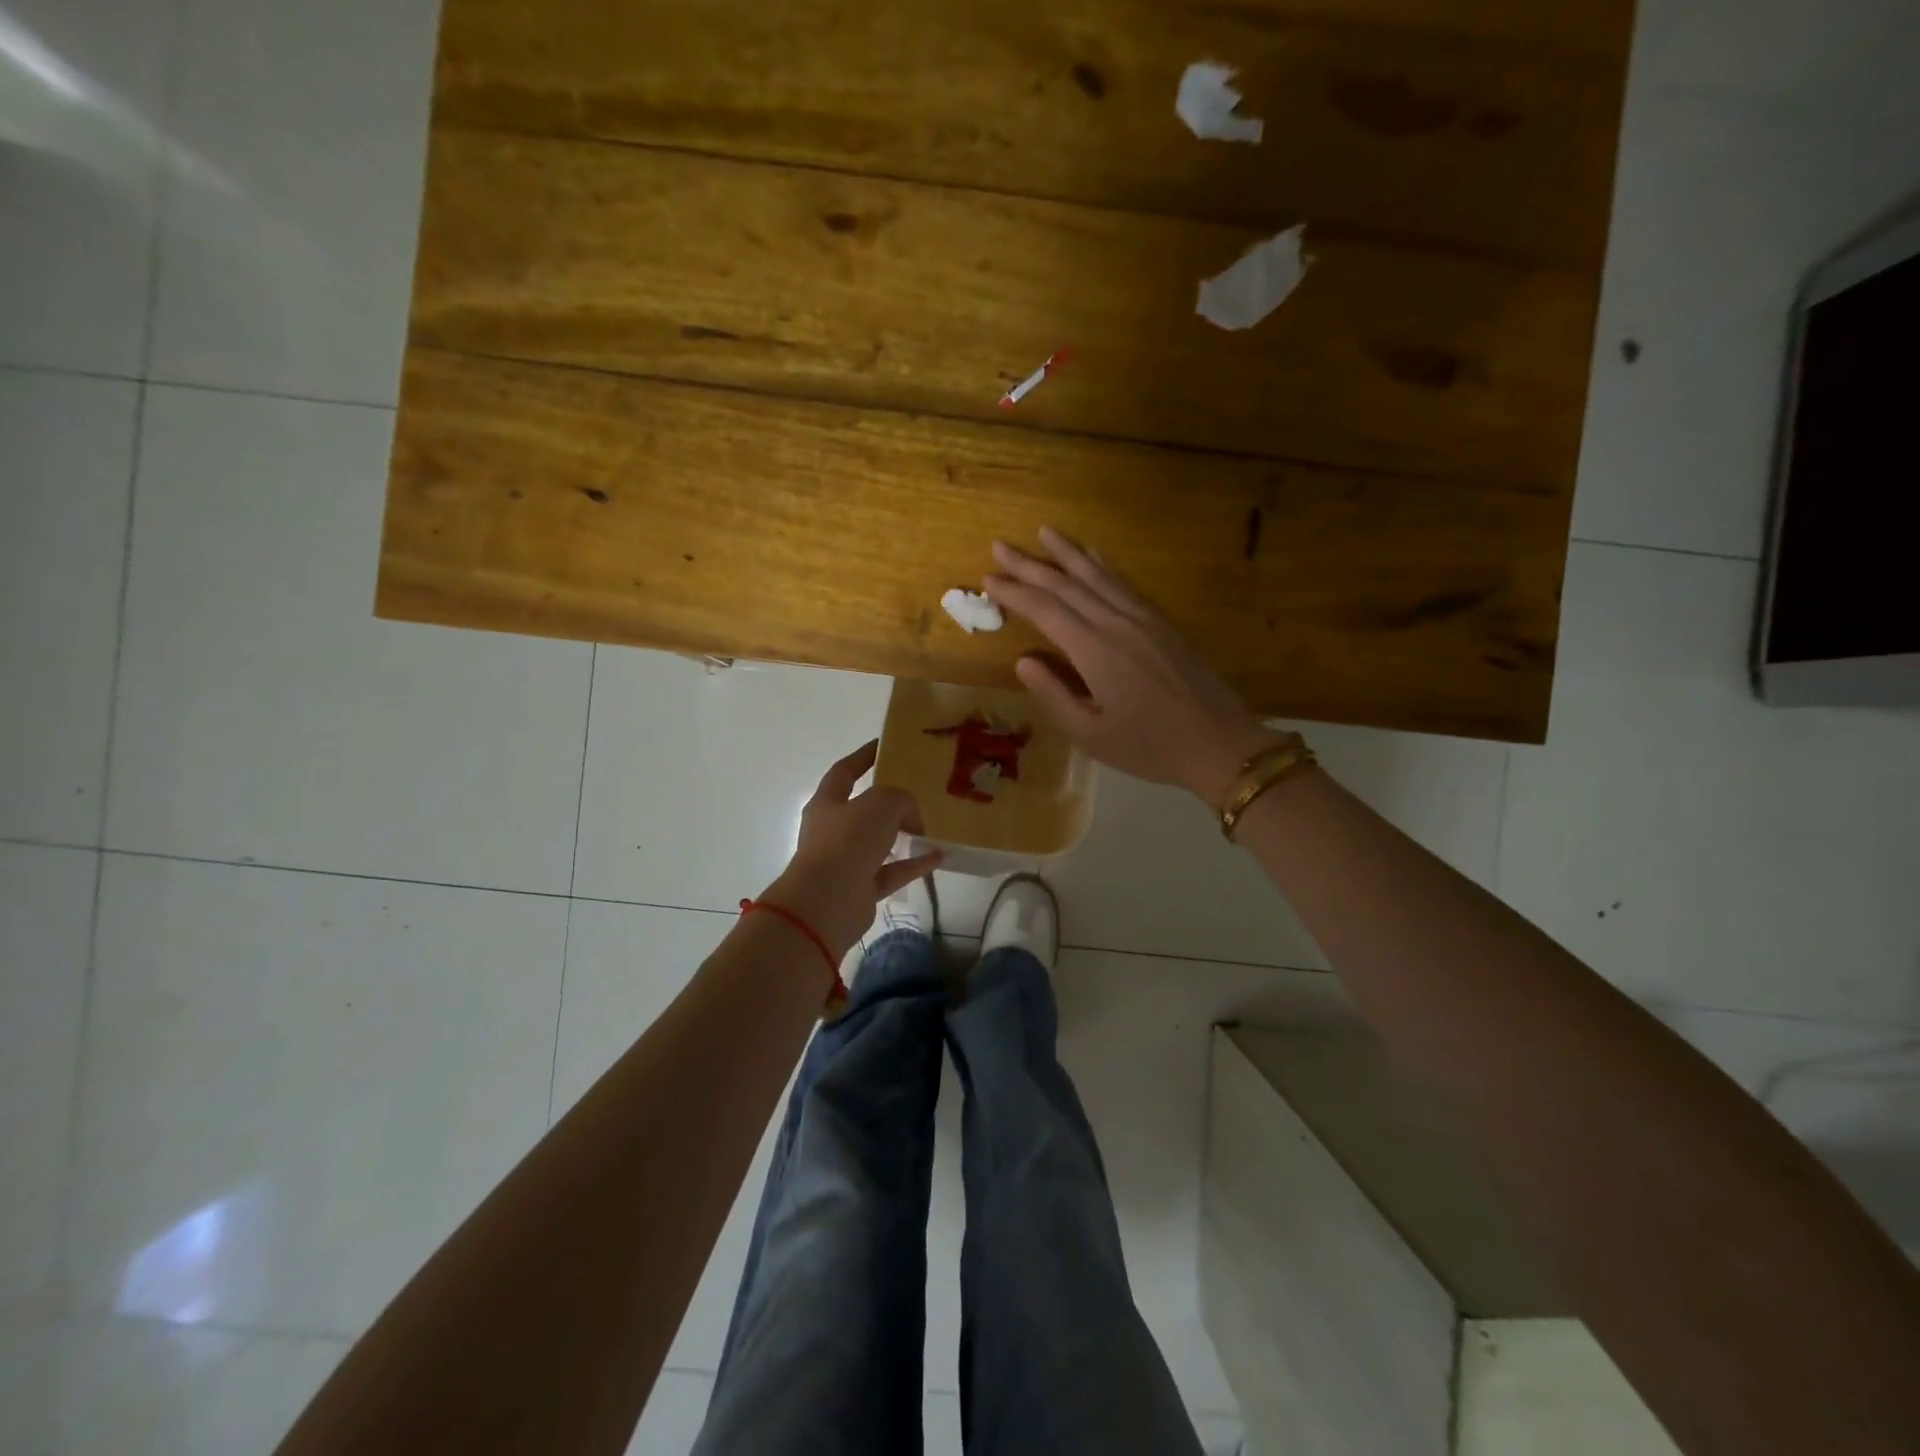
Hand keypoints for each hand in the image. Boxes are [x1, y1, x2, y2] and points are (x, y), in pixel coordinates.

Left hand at [761, 741, 941, 959]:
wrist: (827, 903)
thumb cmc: (847, 842)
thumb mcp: (881, 804)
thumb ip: (901, 800)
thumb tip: (911, 819)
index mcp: (828, 803)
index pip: (844, 771)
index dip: (863, 757)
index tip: (884, 746)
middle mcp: (832, 830)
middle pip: (862, 809)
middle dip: (887, 802)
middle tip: (916, 792)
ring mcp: (845, 861)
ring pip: (878, 843)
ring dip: (902, 835)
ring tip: (930, 826)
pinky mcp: (860, 890)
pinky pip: (891, 872)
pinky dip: (913, 864)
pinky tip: (938, 856)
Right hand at [984, 527, 1283, 807]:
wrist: (1218, 742)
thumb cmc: (1149, 746)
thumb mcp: (1091, 733)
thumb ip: (1054, 694)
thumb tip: (1024, 661)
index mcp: (1094, 651)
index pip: (1045, 610)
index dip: (1014, 593)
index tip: (987, 579)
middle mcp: (1116, 624)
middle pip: (1067, 585)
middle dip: (1030, 564)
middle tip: (1001, 545)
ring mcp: (1142, 619)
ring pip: (1097, 576)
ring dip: (1067, 553)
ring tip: (1043, 532)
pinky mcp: (1162, 622)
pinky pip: (1123, 583)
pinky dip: (1102, 566)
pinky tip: (1092, 555)